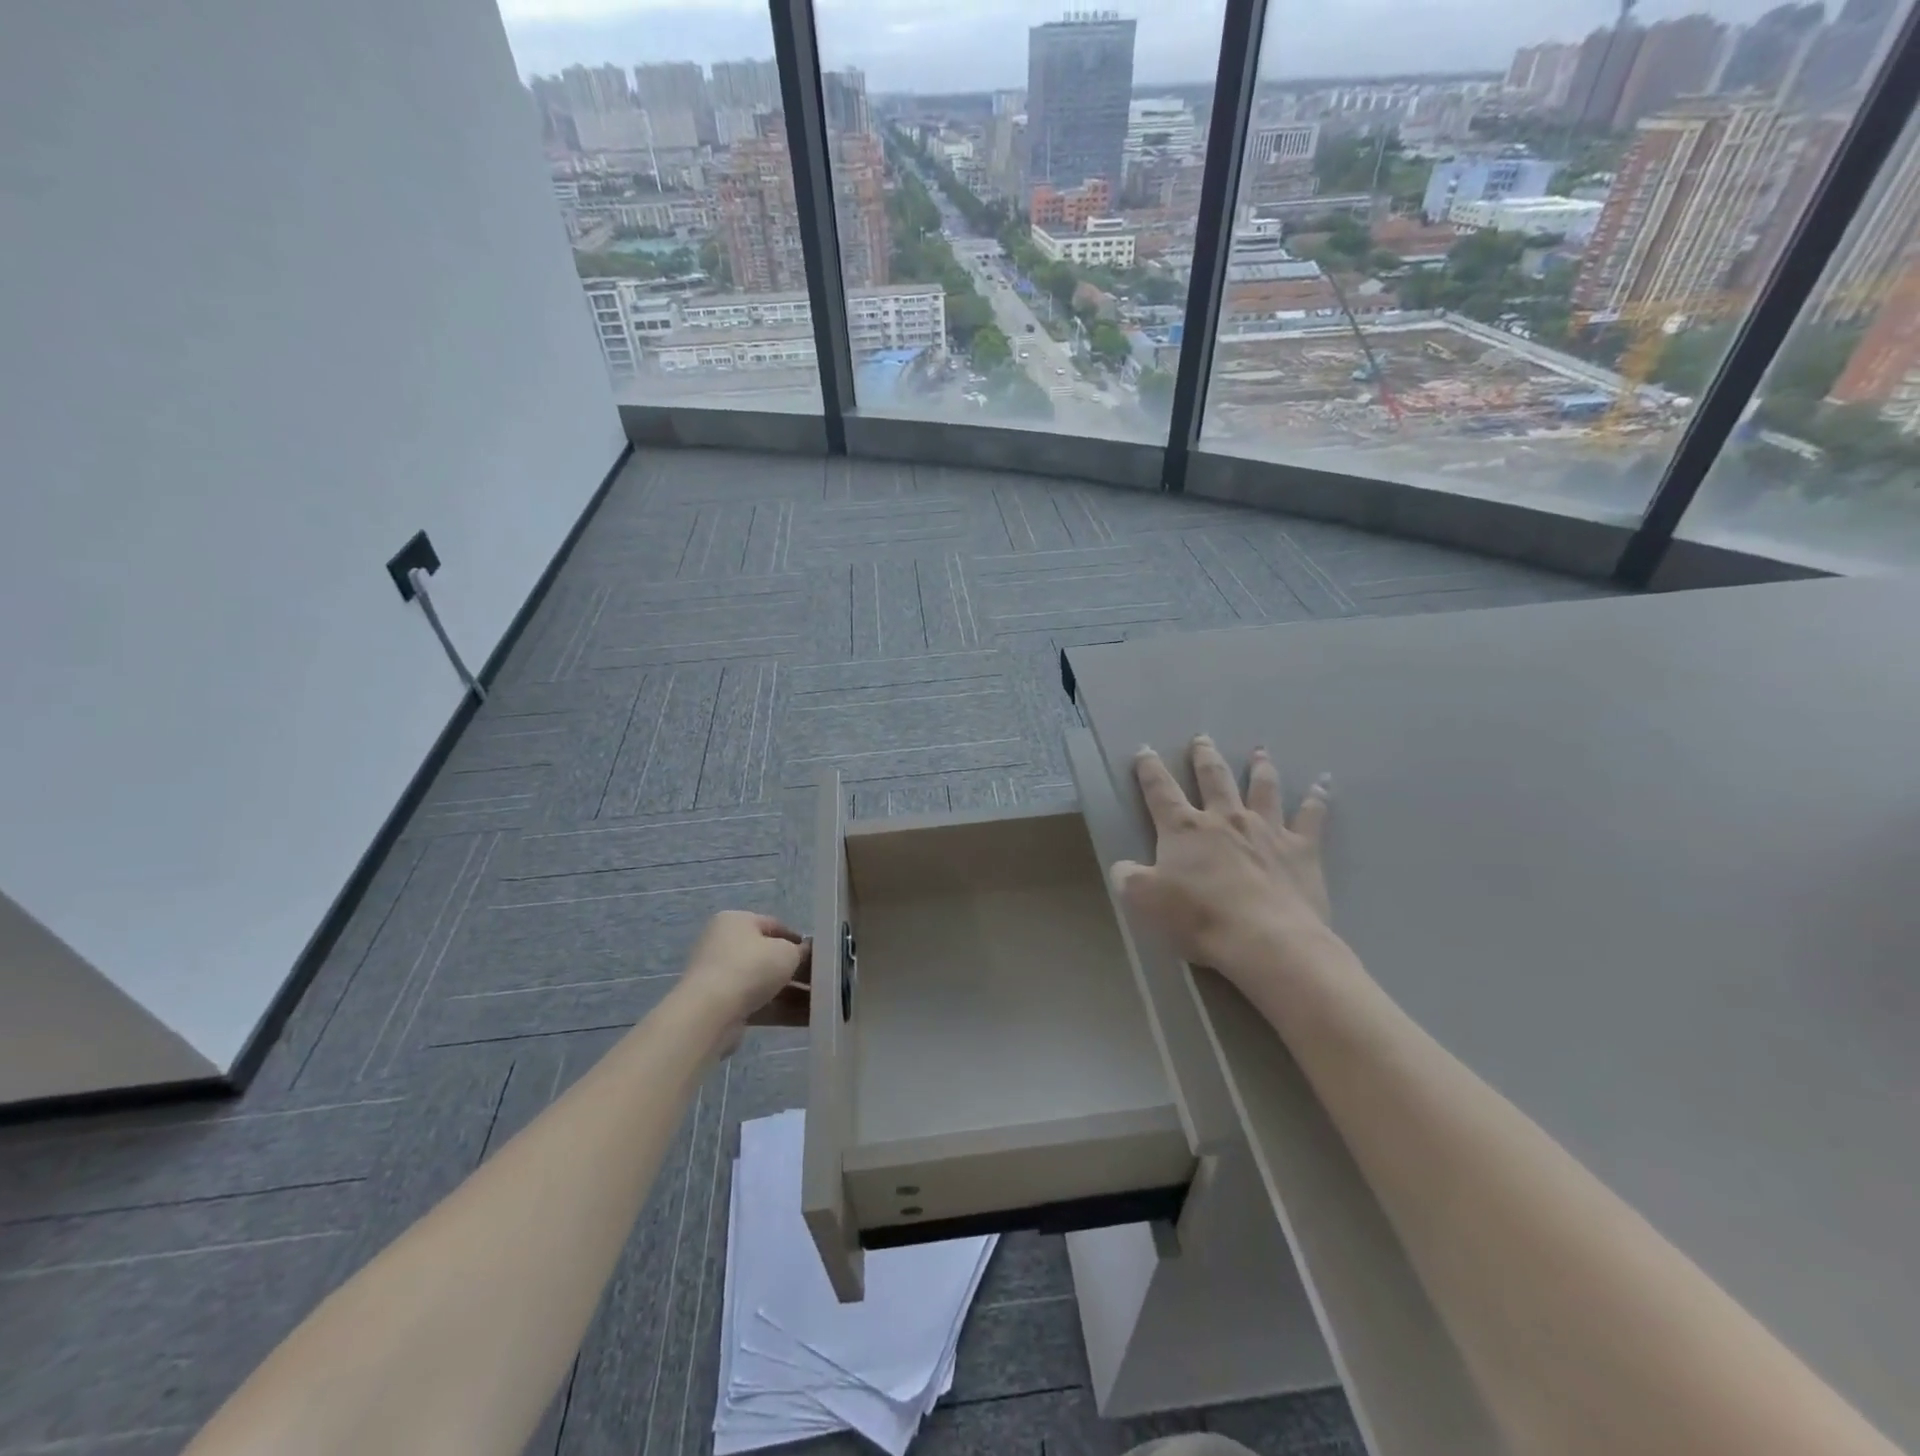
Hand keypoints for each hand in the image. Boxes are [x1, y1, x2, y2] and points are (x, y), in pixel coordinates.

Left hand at [679, 912, 809, 1041]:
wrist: (709, 1013)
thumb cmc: (750, 967)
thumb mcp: (786, 952)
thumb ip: (800, 951)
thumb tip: (805, 952)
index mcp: (736, 922)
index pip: (774, 926)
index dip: (799, 940)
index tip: (820, 955)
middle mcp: (725, 945)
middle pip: (770, 957)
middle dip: (797, 971)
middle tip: (823, 981)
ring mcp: (722, 978)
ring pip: (766, 983)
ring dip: (793, 993)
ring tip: (822, 1003)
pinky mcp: (723, 1007)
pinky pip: (759, 1004)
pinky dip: (781, 1009)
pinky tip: (808, 1018)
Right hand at [1110, 736, 1334, 987]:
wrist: (1266, 940)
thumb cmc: (1200, 918)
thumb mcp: (1144, 901)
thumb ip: (1128, 878)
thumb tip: (1123, 867)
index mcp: (1184, 828)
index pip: (1160, 791)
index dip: (1149, 769)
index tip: (1145, 750)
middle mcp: (1225, 818)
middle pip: (1213, 778)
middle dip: (1204, 756)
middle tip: (1202, 738)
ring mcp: (1266, 829)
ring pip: (1262, 788)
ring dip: (1260, 767)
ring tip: (1260, 751)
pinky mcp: (1301, 849)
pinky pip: (1312, 816)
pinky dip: (1318, 798)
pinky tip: (1324, 784)